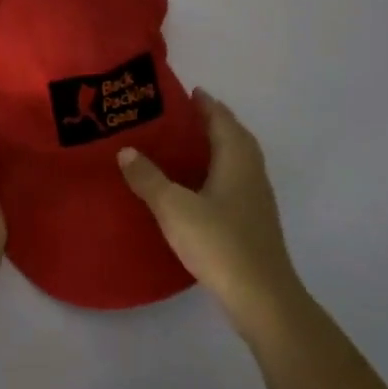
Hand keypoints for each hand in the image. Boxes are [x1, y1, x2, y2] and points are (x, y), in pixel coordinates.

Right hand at [117, 90, 305, 342]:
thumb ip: (148, 178)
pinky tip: (195, 186)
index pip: (222, 120)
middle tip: (180, 116)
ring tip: (183, 146)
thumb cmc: (219, 242)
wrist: (261, 297)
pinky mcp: (253, 222)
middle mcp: (251, 173)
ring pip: (236, 161)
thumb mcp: (173, 207)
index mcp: (236, 160)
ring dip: (215, 148)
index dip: (205, 104)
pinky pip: (233, 181)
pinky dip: (216, 172)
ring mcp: (256, 199)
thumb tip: (126, 150)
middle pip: (234, 137)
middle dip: (211, 122)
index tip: (186, 91)